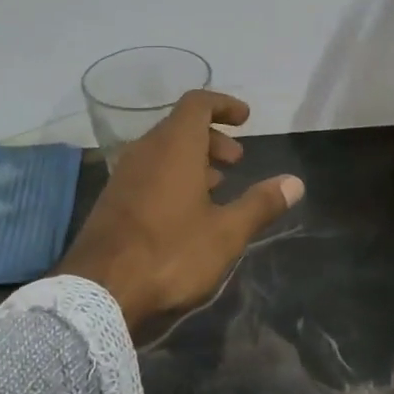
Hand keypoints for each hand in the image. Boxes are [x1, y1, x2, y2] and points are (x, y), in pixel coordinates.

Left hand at [59, 91, 304, 334]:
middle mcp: (145, 151)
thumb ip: (260, 204)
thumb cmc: (170, 253)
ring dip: (194, 159)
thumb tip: (295, 182)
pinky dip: (173, 176)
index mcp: (174, 147)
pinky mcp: (113, 200)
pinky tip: (187, 211)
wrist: (99, 290)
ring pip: (163, 151)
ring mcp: (124, 175)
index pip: (197, 104)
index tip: (246, 118)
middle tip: (237, 161)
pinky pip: (148, 172)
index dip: (224, 105)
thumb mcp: (225, 233)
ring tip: (219, 185)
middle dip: (213, 137)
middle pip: (181, 127)